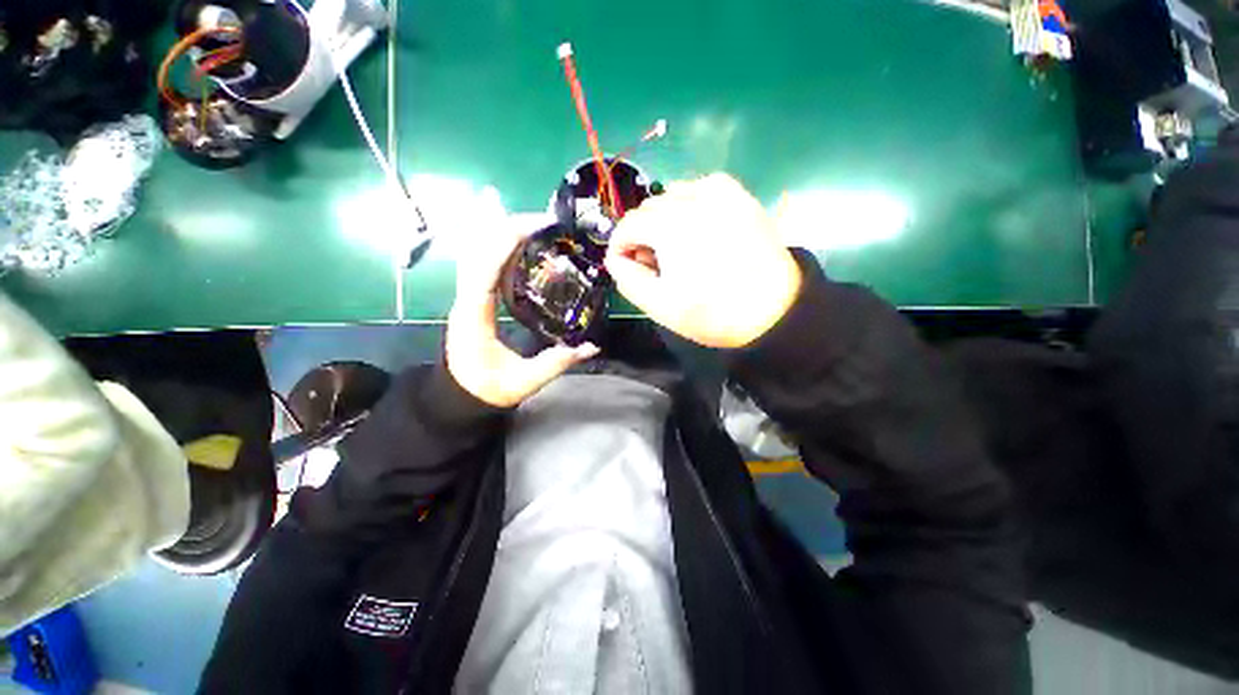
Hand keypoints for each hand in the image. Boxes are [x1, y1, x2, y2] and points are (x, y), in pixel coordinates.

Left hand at [446, 217, 598, 407]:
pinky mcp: (474, 299)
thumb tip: (592, 346)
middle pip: (479, 250)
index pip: (485, 269)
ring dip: (503, 234)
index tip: (534, 228)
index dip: (505, 243)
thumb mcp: (525, 381)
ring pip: (478, 253)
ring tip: (535, 225)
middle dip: (507, 229)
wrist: (460, 398)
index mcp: (475, 316)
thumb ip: (557, 362)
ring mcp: (468, 297)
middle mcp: (466, 299)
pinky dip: (500, 249)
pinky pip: (483, 264)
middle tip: (544, 222)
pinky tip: (521, 244)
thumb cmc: (488, 389)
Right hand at [605, 174, 802, 348]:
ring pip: (673, 195)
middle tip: (656, 265)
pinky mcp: (739, 195)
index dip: (620, 247)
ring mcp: (720, 192)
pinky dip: (690, 204)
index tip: (628, 267)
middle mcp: (692, 199)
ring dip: (665, 219)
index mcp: (670, 226)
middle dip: (643, 235)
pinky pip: (701, 188)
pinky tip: (698, 228)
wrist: (774, 311)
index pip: (628, 225)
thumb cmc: (713, 313)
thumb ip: (628, 279)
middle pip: (649, 209)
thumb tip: (615, 257)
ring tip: (678, 248)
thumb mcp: (660, 306)